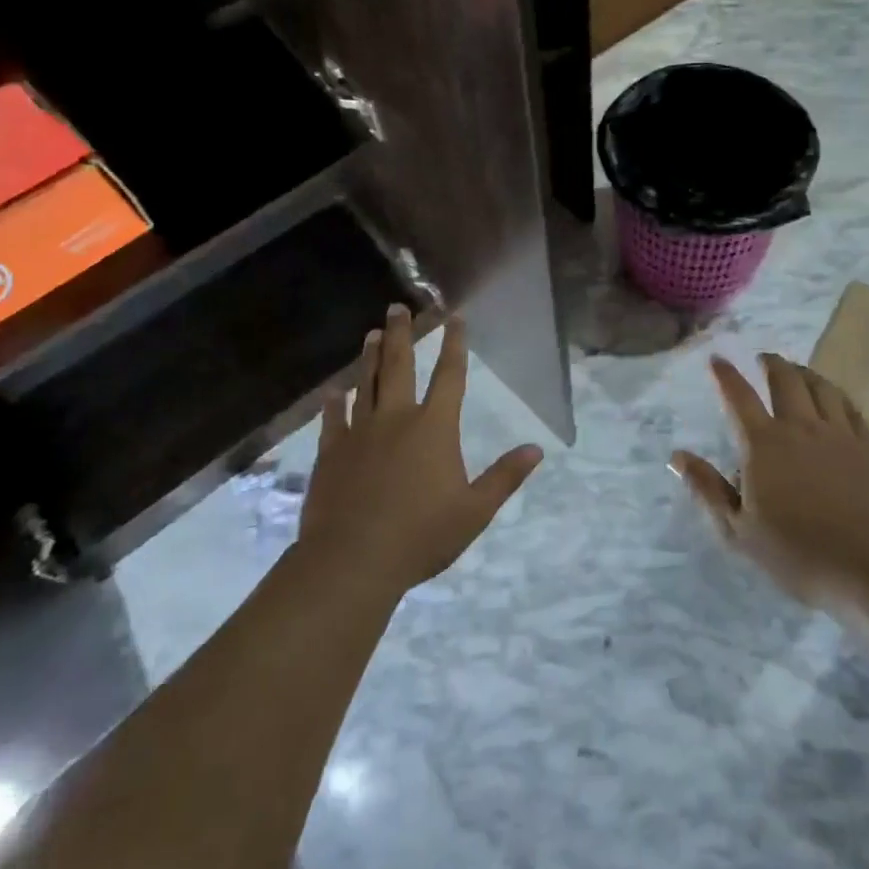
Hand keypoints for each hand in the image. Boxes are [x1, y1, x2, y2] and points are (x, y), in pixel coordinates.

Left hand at [298, 305, 541, 600]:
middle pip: (399, 366)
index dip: (454, 344)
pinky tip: (334, 392)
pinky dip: (335, 403)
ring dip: (369, 358)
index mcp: (434, 427)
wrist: (352, 561)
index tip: (454, 317)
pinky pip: (333, 420)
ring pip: (366, 384)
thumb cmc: (421, 535)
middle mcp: (396, 419)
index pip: (450, 375)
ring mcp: (359, 433)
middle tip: (397, 307)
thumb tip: (536, 449)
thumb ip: (505, 477)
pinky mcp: (332, 453)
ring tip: (372, 334)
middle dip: (401, 334)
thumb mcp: (475, 511)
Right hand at [672, 355, 868, 606]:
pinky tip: (834, 396)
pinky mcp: (868, 447)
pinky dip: (835, 393)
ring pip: (819, 387)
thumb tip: (678, 456)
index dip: (725, 375)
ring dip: (803, 372)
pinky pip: (849, 406)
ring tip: (796, 369)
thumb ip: (707, 490)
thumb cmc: (798, 554)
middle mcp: (799, 427)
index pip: (739, 397)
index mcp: (763, 444)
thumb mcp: (739, 531)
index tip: (717, 358)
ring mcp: (838, 434)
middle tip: (763, 358)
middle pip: (784, 380)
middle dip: (771, 363)